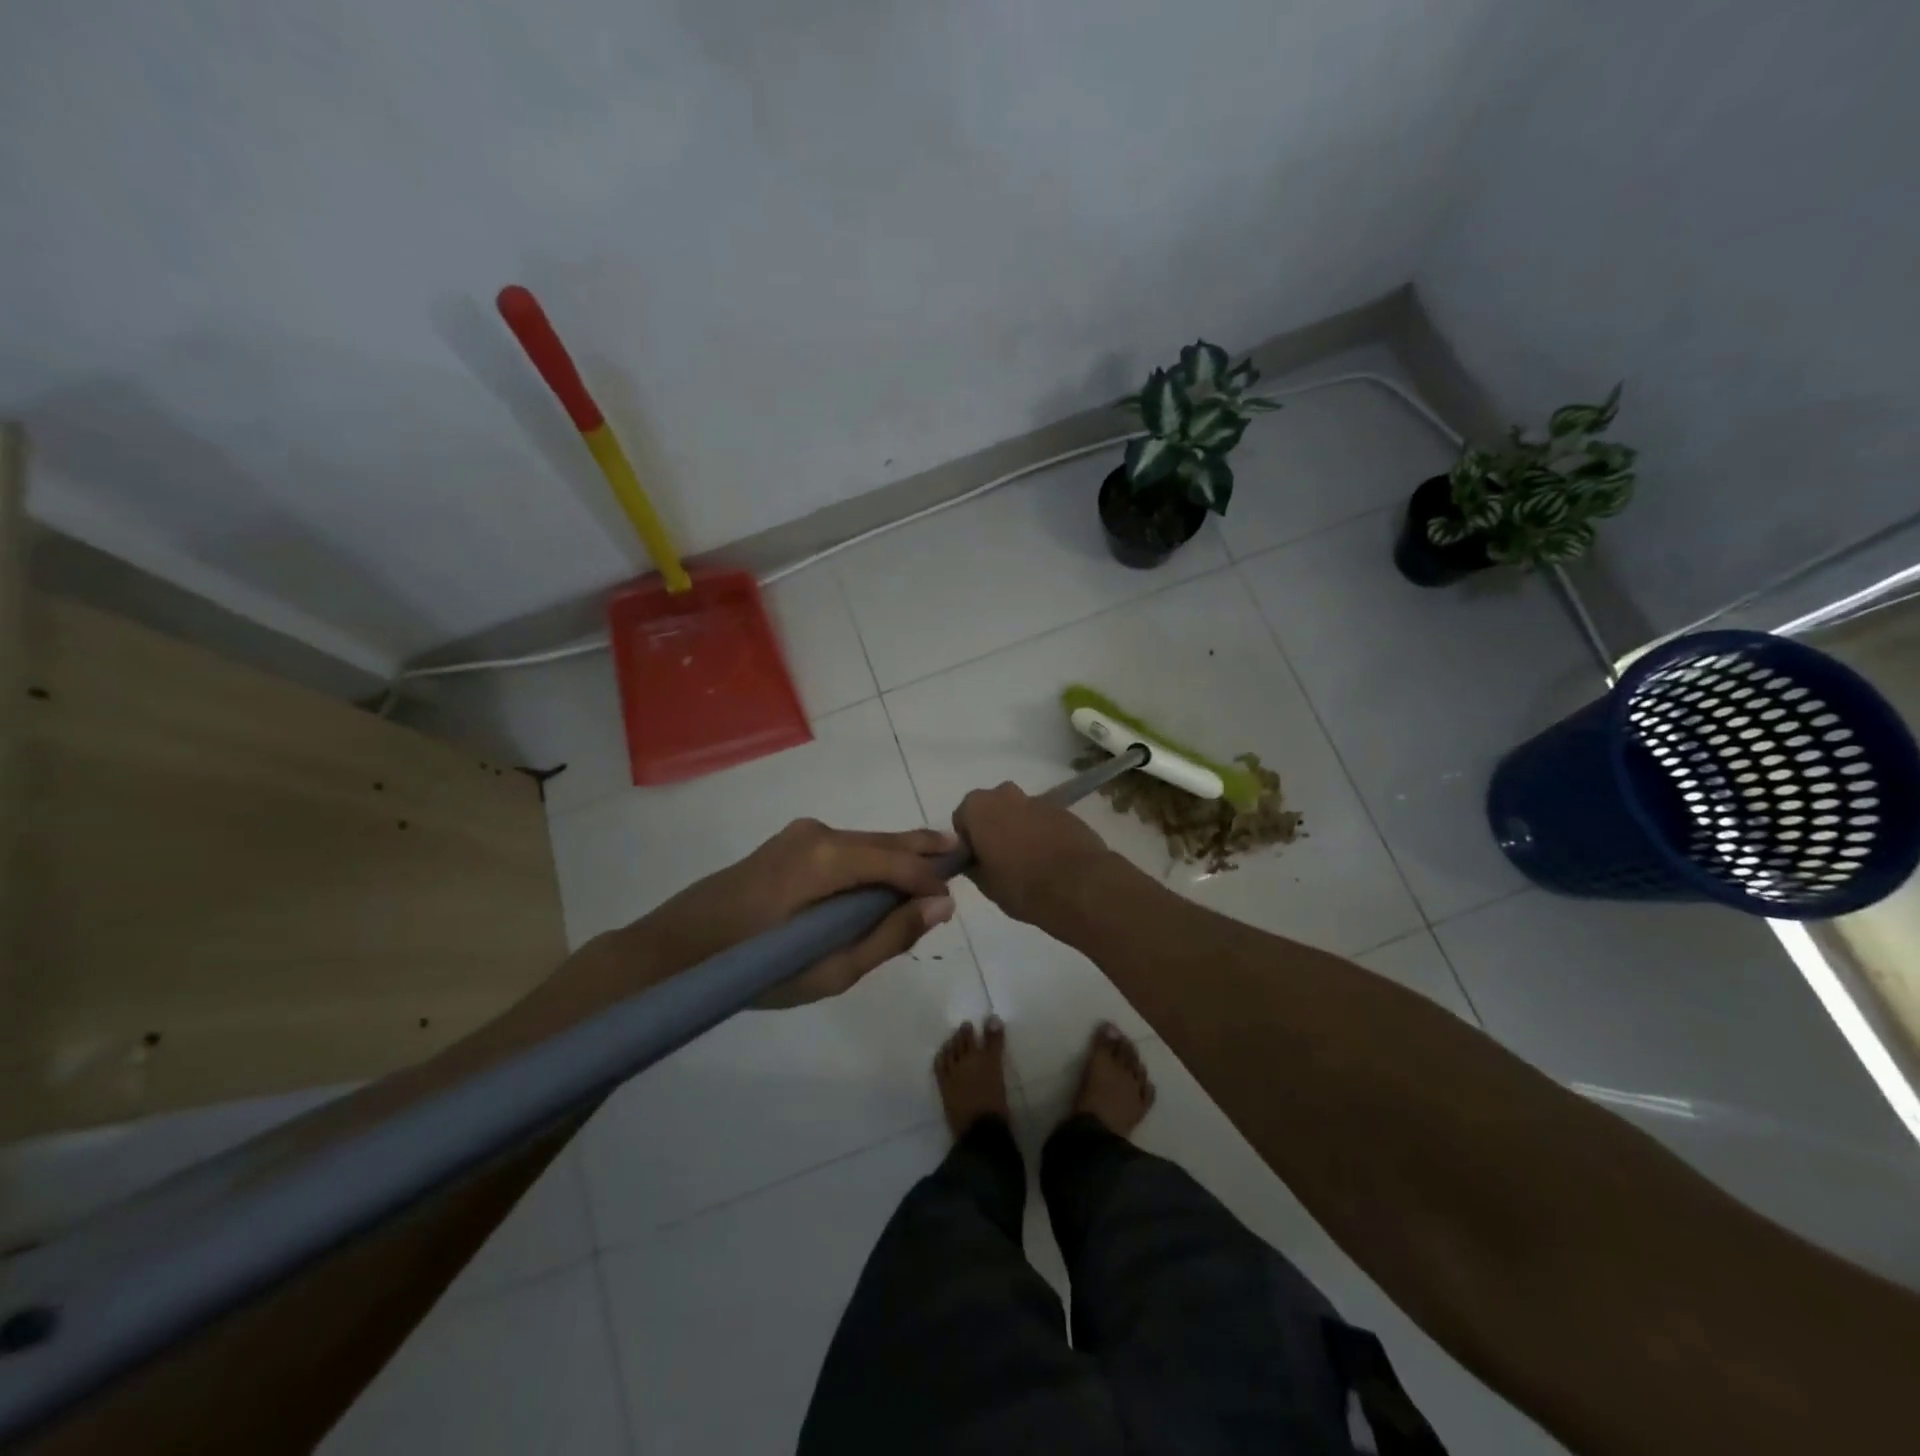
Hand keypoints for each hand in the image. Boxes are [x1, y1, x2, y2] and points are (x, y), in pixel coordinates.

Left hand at [619, 818, 957, 1007]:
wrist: (677, 948)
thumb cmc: (753, 968)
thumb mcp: (830, 970)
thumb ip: (888, 936)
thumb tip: (941, 906)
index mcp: (826, 858)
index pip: (897, 860)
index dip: (930, 878)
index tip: (954, 902)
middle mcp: (818, 833)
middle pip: (884, 840)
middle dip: (923, 851)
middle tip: (963, 855)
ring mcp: (800, 834)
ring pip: (866, 842)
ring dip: (897, 857)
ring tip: (933, 869)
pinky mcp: (790, 843)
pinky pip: (846, 848)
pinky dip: (871, 862)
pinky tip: (884, 879)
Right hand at [953, 782, 1115, 925]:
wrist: (1080, 885)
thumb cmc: (1022, 885)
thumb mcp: (986, 884)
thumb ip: (973, 865)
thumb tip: (973, 860)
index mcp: (979, 807)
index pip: (962, 819)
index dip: (969, 841)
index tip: (979, 861)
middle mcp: (1005, 794)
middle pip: (992, 809)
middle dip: (994, 829)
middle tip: (1002, 861)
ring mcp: (1038, 799)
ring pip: (1019, 813)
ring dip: (1020, 830)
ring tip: (1030, 863)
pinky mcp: (1065, 810)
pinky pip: (1043, 820)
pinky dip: (1043, 834)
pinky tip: (1051, 860)